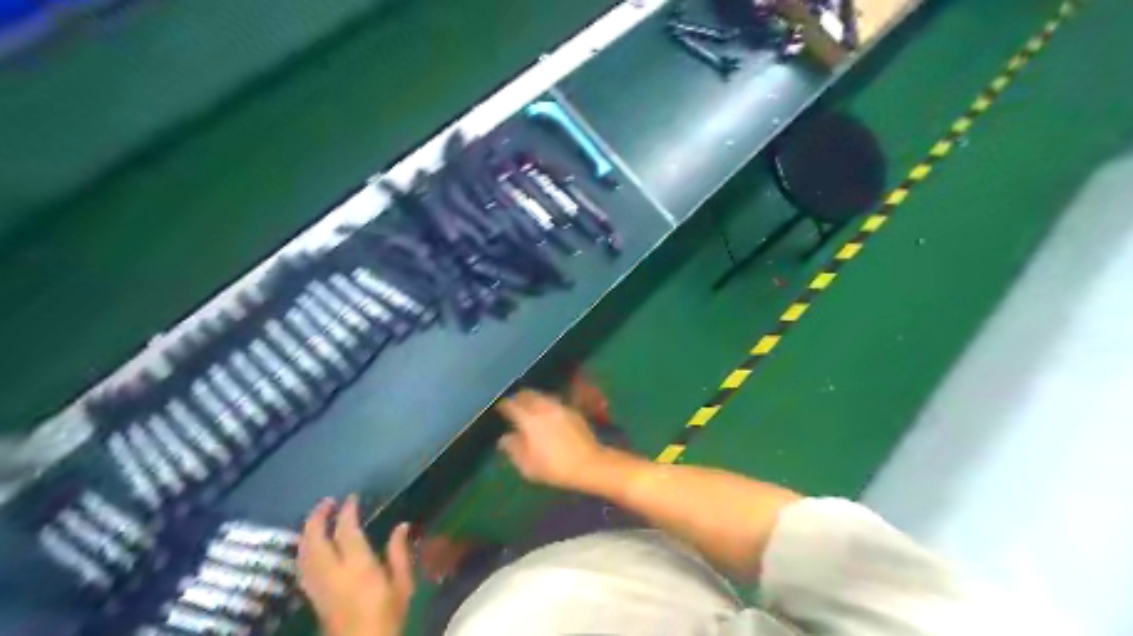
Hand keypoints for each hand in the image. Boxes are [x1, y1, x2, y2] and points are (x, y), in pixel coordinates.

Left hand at [299, 497, 413, 635]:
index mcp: (358, 567)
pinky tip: (309, 545)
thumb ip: (399, 554)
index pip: (347, 531)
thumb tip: (401, 526)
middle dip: (317, 518)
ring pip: (304, 552)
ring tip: (316, 518)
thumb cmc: (387, 617)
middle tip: (327, 502)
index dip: (347, 511)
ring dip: (307, 531)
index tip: (352, 498)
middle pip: (316, 539)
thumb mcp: (402, 585)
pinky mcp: (312, 596)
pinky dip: (304, 549)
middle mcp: (332, 573)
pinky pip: (302, 566)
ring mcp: (318, 585)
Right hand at [497, 387, 609, 492]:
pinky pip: (554, 401)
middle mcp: (543, 408)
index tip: (499, 408)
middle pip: (527, 395)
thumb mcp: (528, 465)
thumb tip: (504, 438)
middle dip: (518, 397)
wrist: (589, 463)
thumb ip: (514, 449)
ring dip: (533, 398)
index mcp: (529, 420)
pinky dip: (546, 403)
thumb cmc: (555, 468)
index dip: (503, 405)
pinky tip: (546, 413)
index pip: (511, 405)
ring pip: (541, 396)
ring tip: (529, 407)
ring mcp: (559, 407)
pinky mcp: (572, 410)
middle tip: (513, 404)